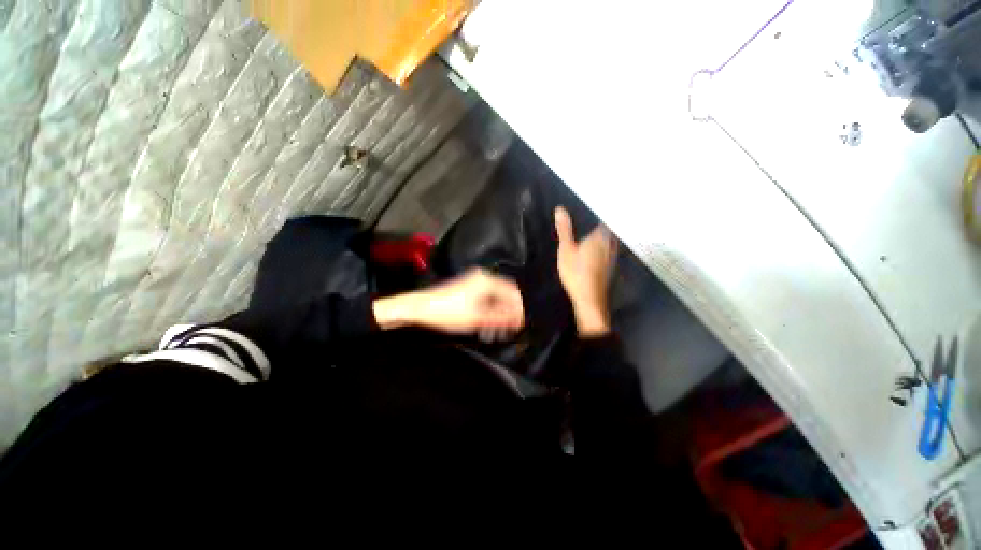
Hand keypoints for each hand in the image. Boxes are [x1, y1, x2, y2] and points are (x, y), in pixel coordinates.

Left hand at [373, 268, 524, 336]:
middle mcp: (483, 277)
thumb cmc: (448, 312)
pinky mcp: (467, 288)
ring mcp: (474, 281)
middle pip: (504, 295)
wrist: (420, 307)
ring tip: (498, 330)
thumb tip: (520, 319)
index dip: (518, 308)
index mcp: (487, 280)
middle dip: (508, 312)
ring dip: (498, 313)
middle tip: (509, 329)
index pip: (512, 292)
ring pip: (494, 297)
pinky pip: (485, 298)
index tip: (521, 324)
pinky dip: (489, 310)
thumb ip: (501, 318)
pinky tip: (487, 323)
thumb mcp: (477, 318)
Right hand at [555, 207, 616, 336]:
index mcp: (600, 237)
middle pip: (608, 228)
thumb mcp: (566, 250)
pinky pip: (607, 249)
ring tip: (593, 227)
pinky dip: (602, 244)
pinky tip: (595, 247)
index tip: (596, 202)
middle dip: (601, 221)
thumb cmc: (576, 273)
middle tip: (592, 213)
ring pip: (609, 239)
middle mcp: (609, 243)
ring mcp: (611, 256)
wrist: (589, 299)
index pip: (604, 218)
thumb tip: (560, 209)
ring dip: (603, 233)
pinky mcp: (609, 266)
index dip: (600, 210)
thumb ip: (564, 230)